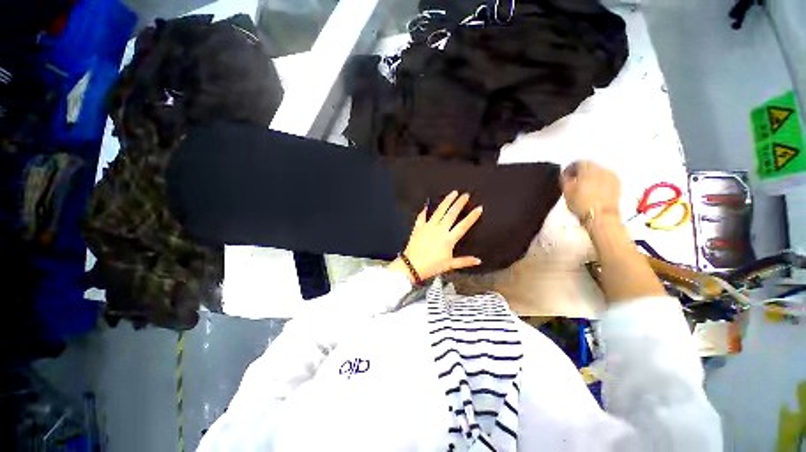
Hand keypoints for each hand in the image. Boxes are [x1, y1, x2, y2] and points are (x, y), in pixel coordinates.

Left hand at [388, 191, 482, 282]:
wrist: (412, 266)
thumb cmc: (432, 266)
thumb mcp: (450, 265)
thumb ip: (464, 261)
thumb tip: (478, 261)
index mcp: (449, 239)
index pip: (463, 225)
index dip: (472, 217)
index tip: (479, 208)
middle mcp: (439, 230)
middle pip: (451, 214)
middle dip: (459, 203)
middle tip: (465, 195)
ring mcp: (428, 227)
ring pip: (439, 211)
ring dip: (446, 201)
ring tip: (452, 193)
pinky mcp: (418, 227)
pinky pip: (422, 216)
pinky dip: (424, 210)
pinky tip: (427, 204)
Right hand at [561, 161, 621, 227]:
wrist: (601, 216)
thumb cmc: (582, 204)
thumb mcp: (566, 191)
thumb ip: (565, 180)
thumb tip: (566, 175)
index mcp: (587, 169)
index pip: (577, 162)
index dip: (569, 168)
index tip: (565, 175)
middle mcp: (601, 169)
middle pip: (589, 165)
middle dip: (580, 171)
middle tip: (573, 180)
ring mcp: (611, 176)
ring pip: (598, 171)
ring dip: (590, 176)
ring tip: (583, 186)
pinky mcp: (617, 184)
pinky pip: (606, 178)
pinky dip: (599, 181)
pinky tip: (593, 190)